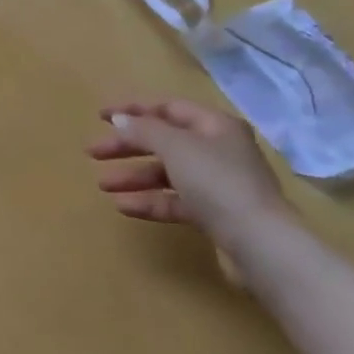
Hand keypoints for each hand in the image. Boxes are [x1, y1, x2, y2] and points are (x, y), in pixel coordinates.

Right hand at [86, 97, 292, 241]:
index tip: (100, 117)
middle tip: (93, 153)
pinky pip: (175, 201)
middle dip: (127, 146)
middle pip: (164, 141)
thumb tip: (120, 119)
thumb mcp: (176, 147)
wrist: (261, 245)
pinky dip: (150, 201)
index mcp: (215, 125)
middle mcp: (218, 150)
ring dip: (134, 177)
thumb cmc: (218, 183)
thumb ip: (144, 130)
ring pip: (167, 173)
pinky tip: (124, 207)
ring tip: (103, 185)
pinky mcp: (215, 215)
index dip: (133, 110)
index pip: (168, 108)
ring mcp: (218, 184)